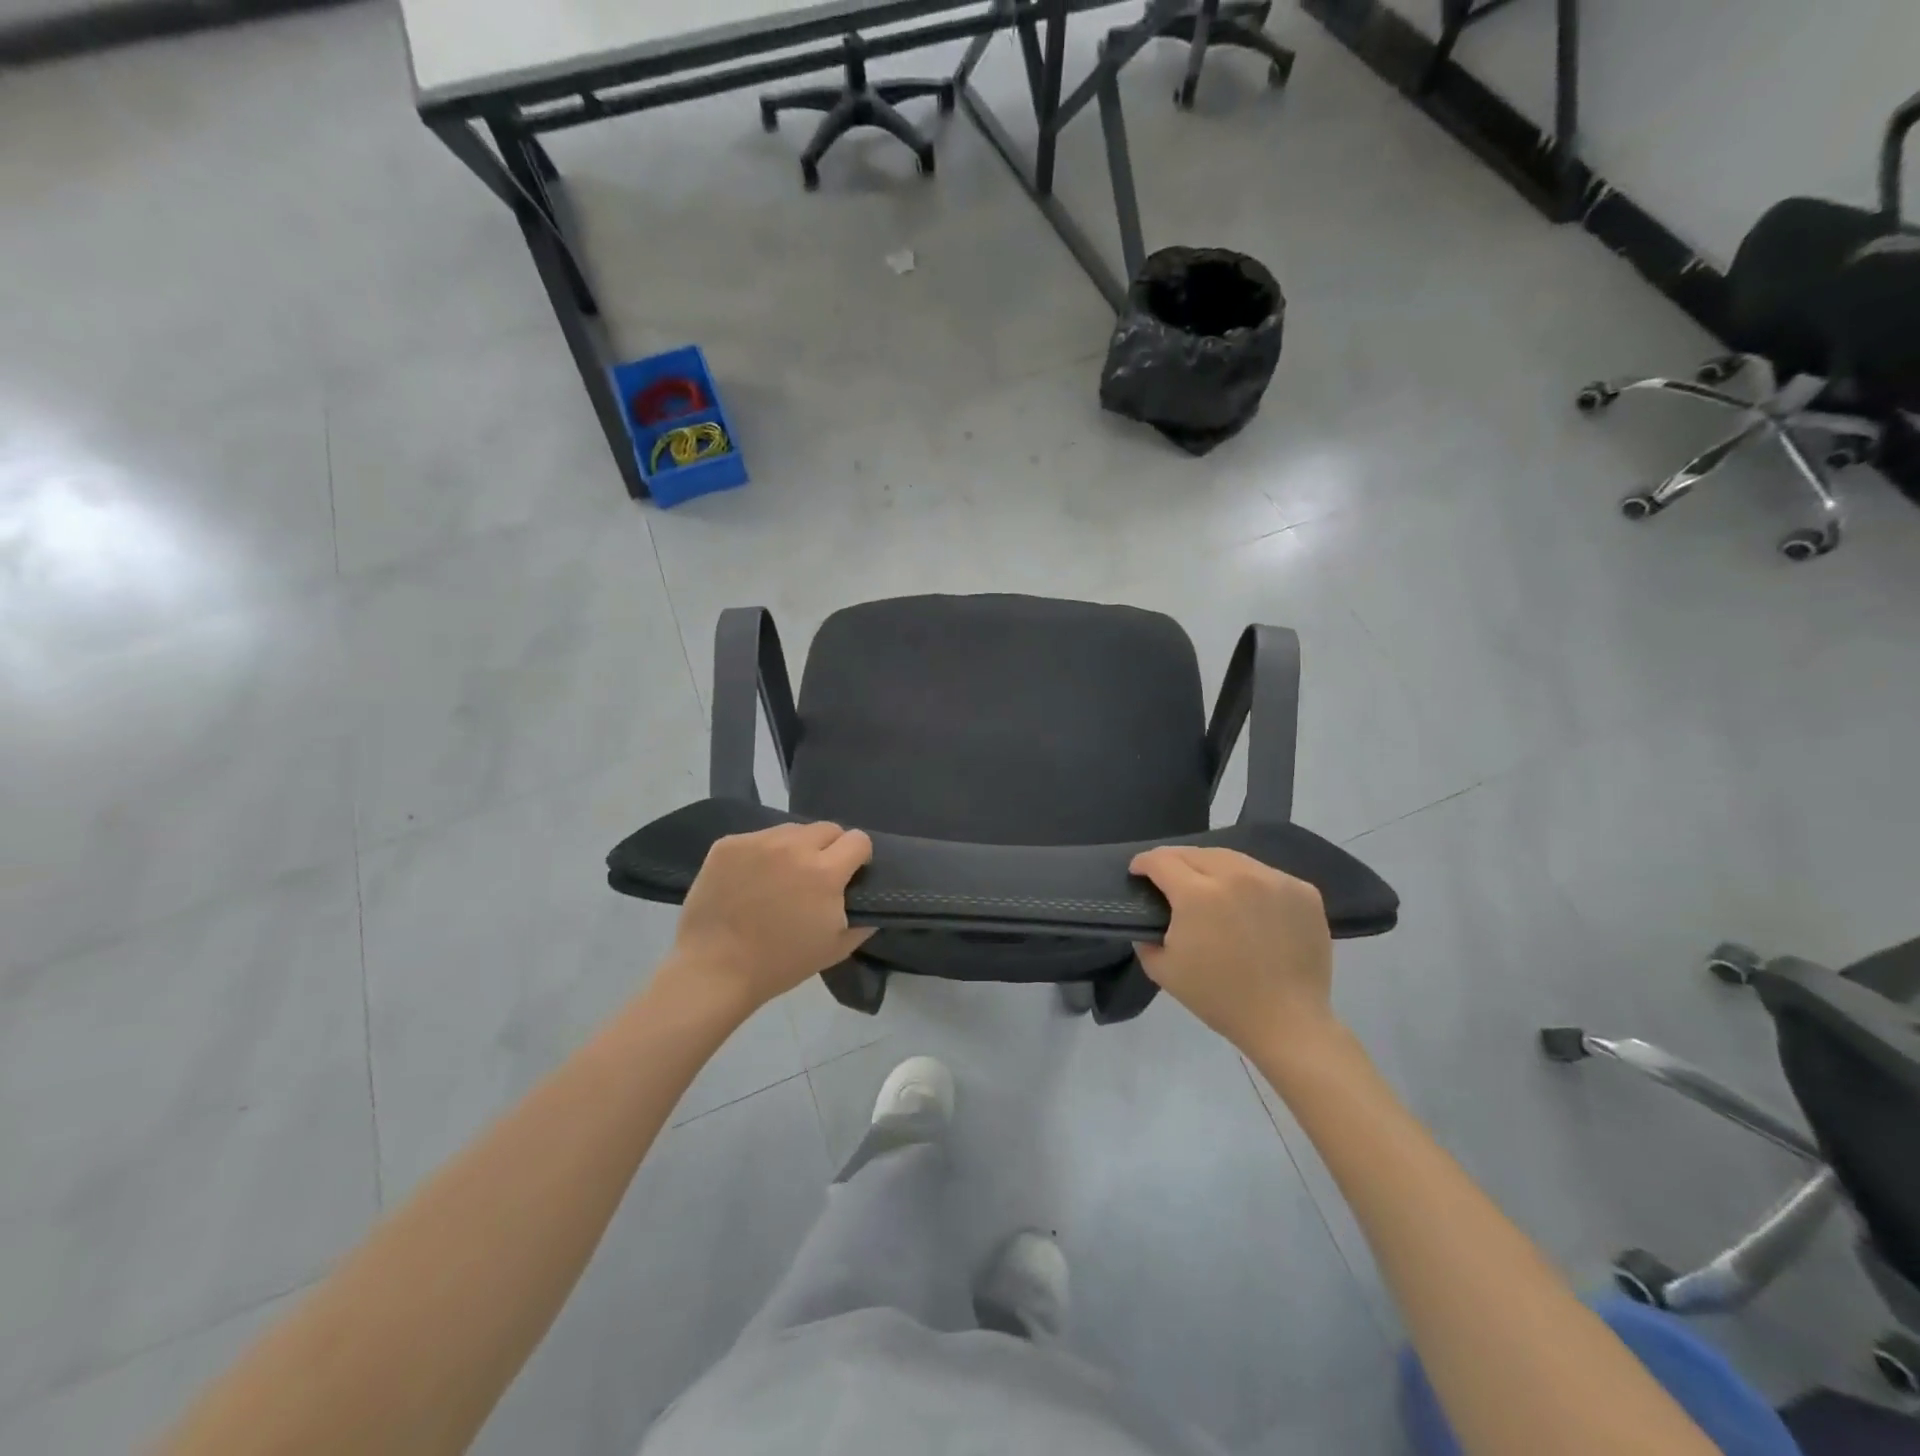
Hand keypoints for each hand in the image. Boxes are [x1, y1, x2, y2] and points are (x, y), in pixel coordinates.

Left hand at [666, 822, 874, 1013]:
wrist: (714, 970)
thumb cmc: (780, 964)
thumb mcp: (836, 948)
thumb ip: (864, 920)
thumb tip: (872, 900)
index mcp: (825, 872)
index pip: (858, 839)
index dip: (859, 857)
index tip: (850, 874)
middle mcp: (794, 847)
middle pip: (827, 828)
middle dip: (830, 848)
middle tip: (816, 876)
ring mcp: (758, 841)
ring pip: (792, 830)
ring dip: (795, 848)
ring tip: (781, 877)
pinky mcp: (728, 844)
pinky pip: (758, 838)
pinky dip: (762, 854)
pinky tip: (751, 880)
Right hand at [1130, 846, 1336, 1057]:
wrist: (1287, 1022)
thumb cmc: (1219, 998)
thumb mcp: (1164, 970)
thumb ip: (1146, 937)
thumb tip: (1150, 919)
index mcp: (1197, 894)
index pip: (1161, 860)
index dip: (1143, 863)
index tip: (1138, 873)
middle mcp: (1236, 875)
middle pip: (1196, 853)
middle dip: (1176, 862)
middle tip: (1170, 879)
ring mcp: (1274, 880)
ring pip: (1233, 859)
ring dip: (1213, 868)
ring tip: (1209, 887)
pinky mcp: (1303, 891)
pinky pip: (1266, 875)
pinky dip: (1250, 883)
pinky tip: (1248, 904)